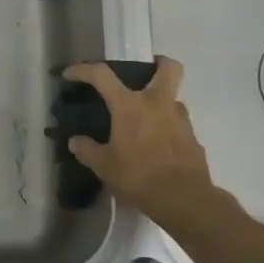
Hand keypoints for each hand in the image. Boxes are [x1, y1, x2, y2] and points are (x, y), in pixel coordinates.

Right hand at [63, 56, 219, 227]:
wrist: (184, 199)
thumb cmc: (139, 176)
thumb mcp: (104, 166)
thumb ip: (87, 150)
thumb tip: (76, 142)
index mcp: (130, 106)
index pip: (102, 75)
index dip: (83, 70)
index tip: (70, 74)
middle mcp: (158, 104)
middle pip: (169, 68)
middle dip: (159, 63)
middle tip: (146, 71)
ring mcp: (180, 119)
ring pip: (173, 98)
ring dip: (161, 102)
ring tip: (145, 121)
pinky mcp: (193, 138)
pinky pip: (178, 124)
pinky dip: (167, 128)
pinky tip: (157, 146)